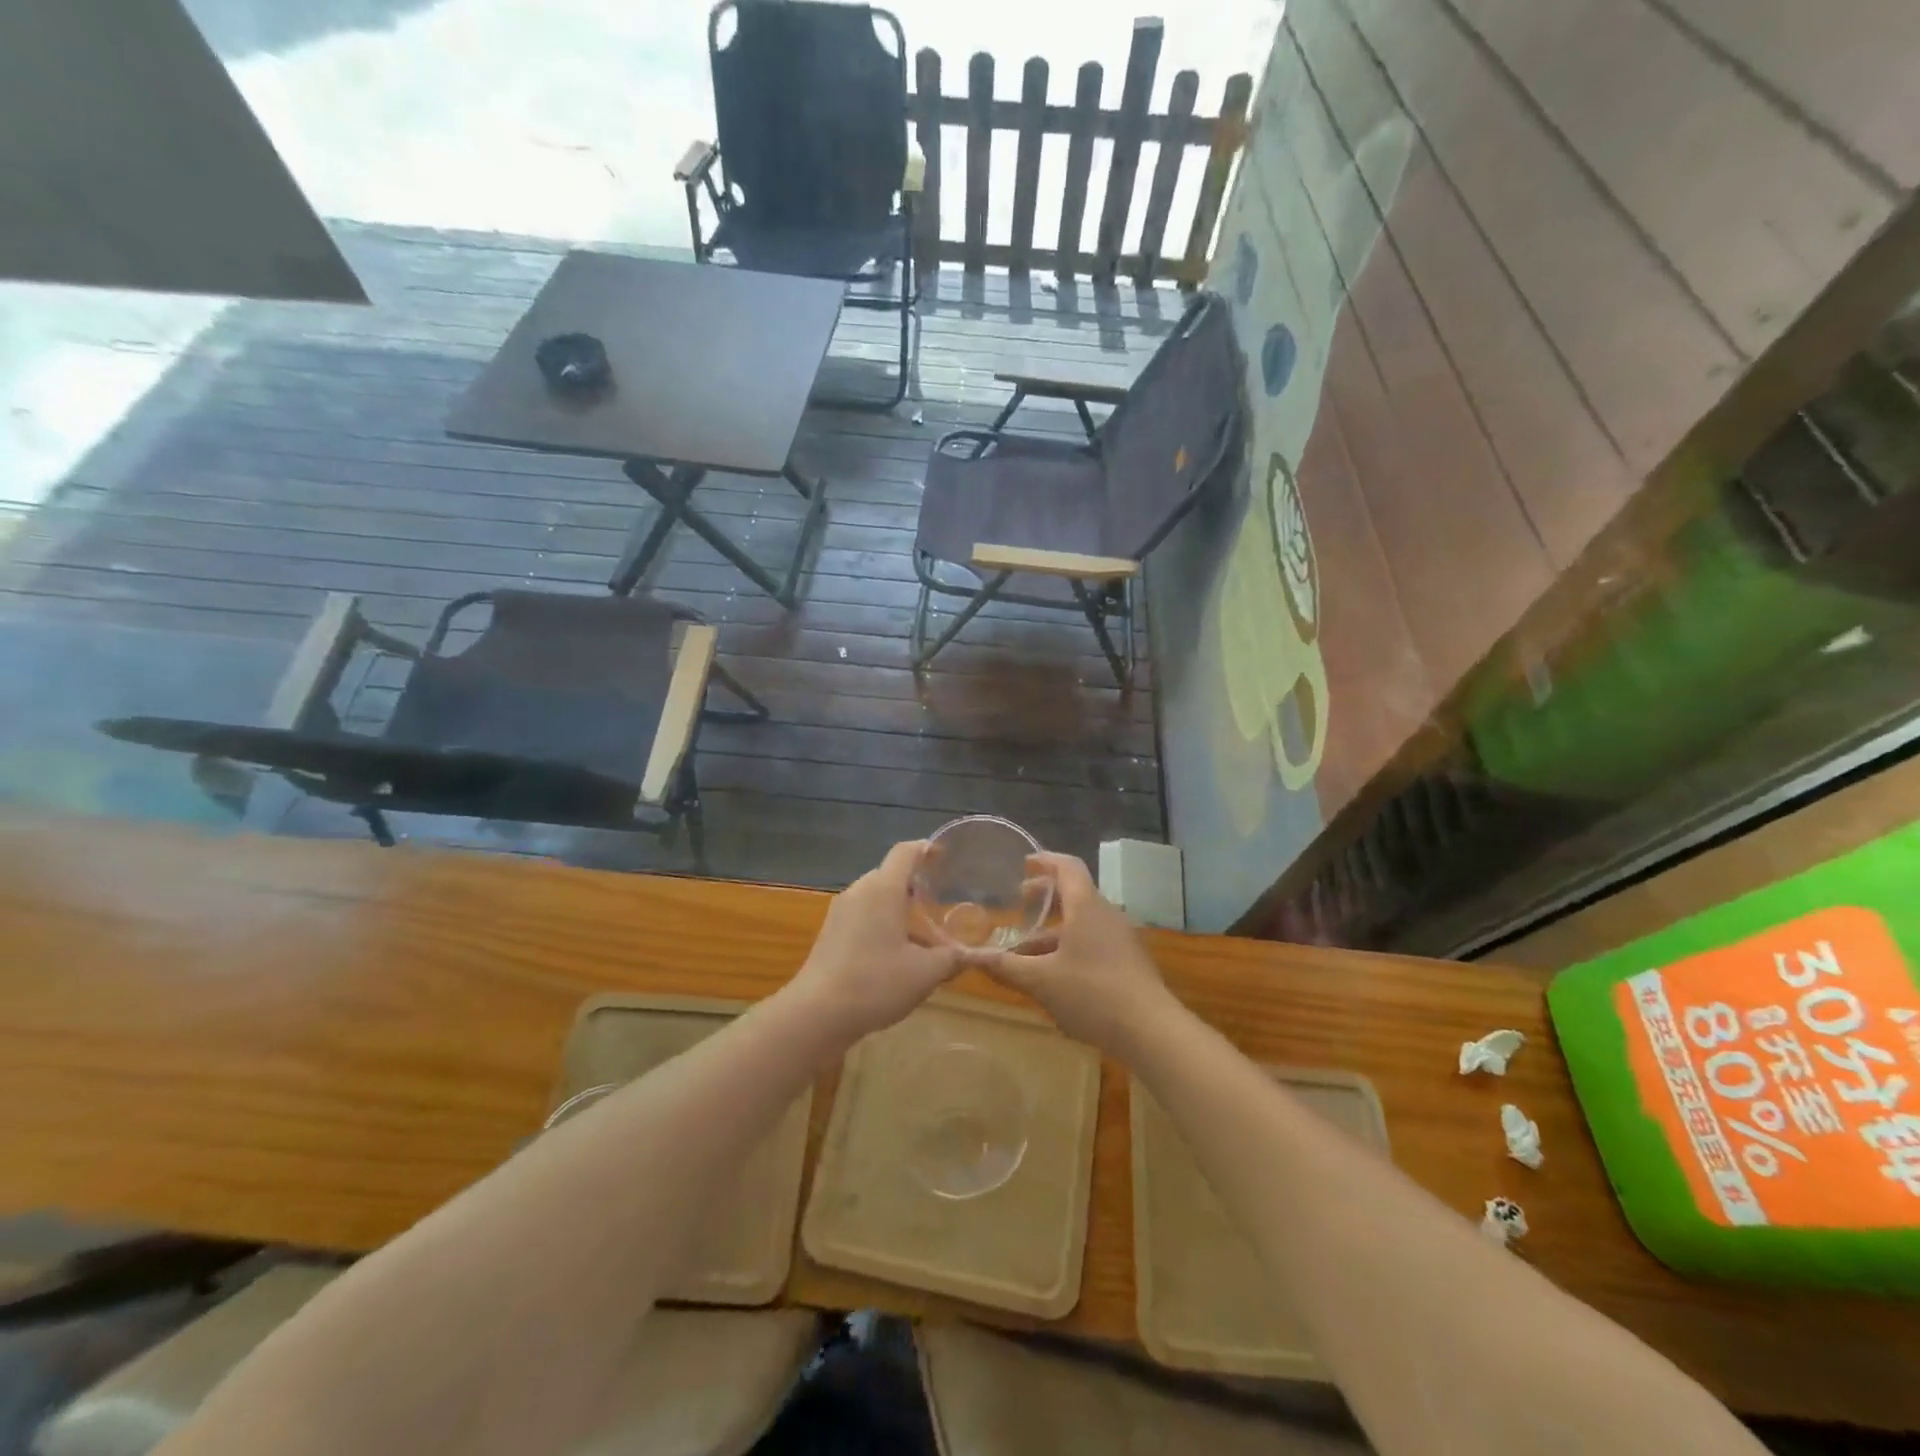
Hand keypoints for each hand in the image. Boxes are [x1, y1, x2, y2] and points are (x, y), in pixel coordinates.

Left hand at [789, 841, 963, 1042]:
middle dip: (916, 885)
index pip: (905, 852)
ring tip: (923, 933)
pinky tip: (895, 952)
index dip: (926, 848)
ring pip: (876, 898)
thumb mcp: (925, 973)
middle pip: (890, 875)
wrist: (816, 1013)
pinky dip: (882, 923)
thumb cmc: (875, 983)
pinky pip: (862, 915)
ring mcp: (840, 912)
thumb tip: (977, 955)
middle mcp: (859, 891)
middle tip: (941, 901)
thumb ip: (953, 959)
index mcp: (883, 888)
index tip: (945, 855)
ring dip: (899, 908)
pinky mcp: (830, 933)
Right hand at [977, 852, 1172, 1058]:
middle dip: (1046, 896)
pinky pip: (1095, 941)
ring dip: (1056, 929)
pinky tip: (1055, 974)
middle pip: (1076, 893)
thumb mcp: (1041, 981)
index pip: (1068, 867)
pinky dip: (1072, 946)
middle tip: (1021, 901)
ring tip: (1028, 949)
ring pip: (1084, 922)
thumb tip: (968, 957)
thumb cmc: (1092, 994)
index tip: (1025, 863)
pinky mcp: (1129, 962)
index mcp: (1087, 907)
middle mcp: (1107, 914)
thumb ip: (1005, 967)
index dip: (1046, 860)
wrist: (1151, 1031)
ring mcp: (1122, 939)